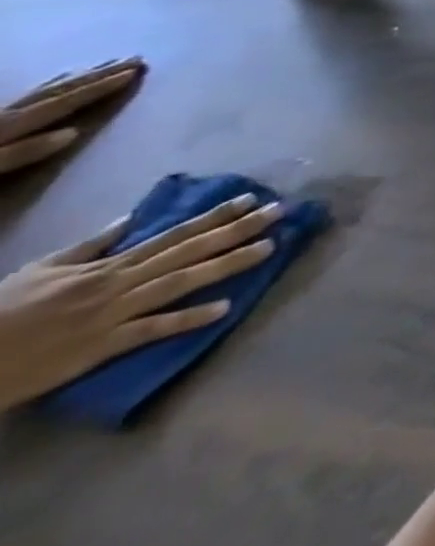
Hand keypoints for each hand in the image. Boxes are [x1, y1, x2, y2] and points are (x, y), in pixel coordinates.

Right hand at [0, 193, 284, 410]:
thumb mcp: (42, 269)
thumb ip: (91, 246)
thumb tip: (130, 219)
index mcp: (108, 266)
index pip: (174, 234)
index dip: (215, 216)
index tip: (253, 199)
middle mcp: (118, 283)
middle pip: (189, 251)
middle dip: (237, 230)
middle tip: (281, 212)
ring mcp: (112, 314)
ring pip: (180, 283)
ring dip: (227, 264)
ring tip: (270, 248)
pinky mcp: (99, 347)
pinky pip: (150, 330)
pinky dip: (187, 320)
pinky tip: (224, 310)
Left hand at [1, 58, 144, 174]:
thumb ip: (17, 154)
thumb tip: (71, 133)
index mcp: (5, 129)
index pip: (61, 104)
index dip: (99, 88)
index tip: (136, 71)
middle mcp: (0, 117)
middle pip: (55, 91)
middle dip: (96, 75)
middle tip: (134, 58)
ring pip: (41, 91)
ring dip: (78, 77)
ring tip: (106, 64)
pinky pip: (26, 98)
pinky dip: (51, 87)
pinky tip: (56, 83)